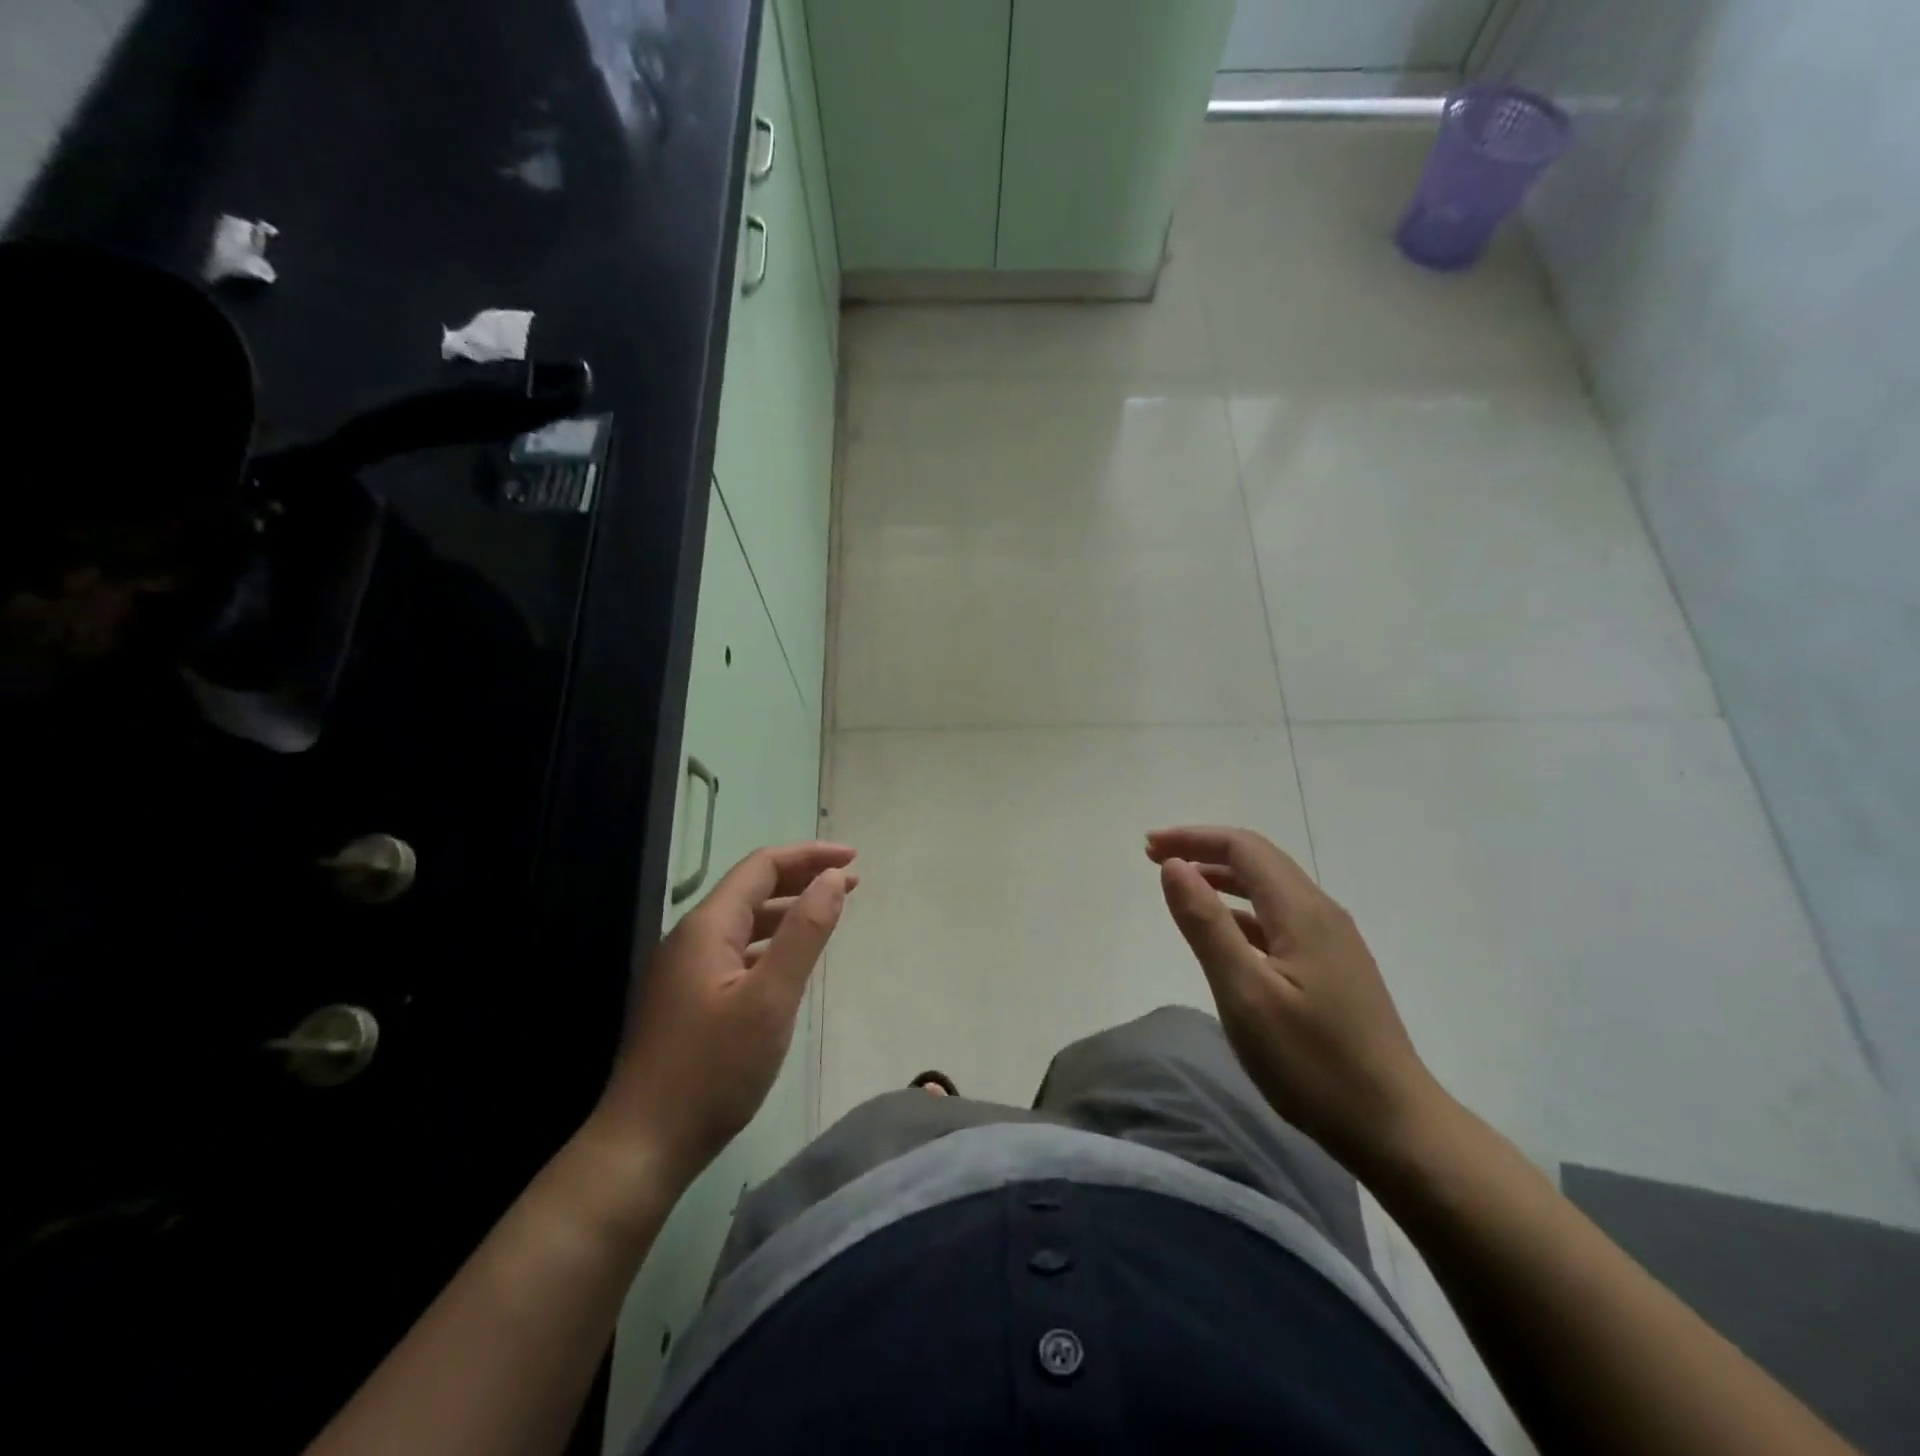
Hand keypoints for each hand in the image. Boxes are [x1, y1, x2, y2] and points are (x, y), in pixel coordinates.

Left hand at [591, 842, 856, 1187]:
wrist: (642, 1147)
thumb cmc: (712, 1071)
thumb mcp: (770, 999)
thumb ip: (804, 933)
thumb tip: (833, 878)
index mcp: (707, 927)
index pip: (762, 867)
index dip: (809, 855)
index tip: (853, 858)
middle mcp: (692, 938)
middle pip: (751, 889)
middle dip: (802, 878)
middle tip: (851, 882)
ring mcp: (685, 970)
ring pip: (744, 922)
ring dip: (788, 910)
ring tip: (829, 912)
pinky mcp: (687, 999)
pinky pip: (737, 952)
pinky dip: (771, 943)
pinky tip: (789, 961)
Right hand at [1147, 826, 1446, 1172]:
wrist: (1396, 1128)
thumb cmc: (1313, 1063)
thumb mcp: (1245, 994)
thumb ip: (1206, 925)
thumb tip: (1174, 866)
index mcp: (1302, 911)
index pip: (1242, 848)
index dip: (1192, 838)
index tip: (1148, 847)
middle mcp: (1321, 913)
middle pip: (1258, 860)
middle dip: (1204, 850)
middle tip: (1155, 858)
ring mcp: (1332, 941)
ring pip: (1270, 888)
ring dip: (1222, 877)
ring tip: (1181, 886)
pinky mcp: (1334, 967)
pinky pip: (1280, 918)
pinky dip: (1242, 909)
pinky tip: (1224, 932)